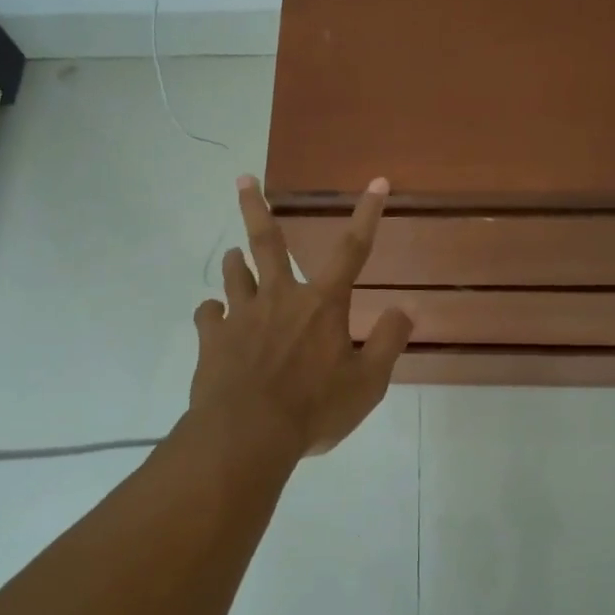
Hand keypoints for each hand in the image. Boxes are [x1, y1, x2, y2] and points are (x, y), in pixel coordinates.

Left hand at [188, 175, 412, 459]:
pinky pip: (208, 315)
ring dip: (235, 262)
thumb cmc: (314, 408)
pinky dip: (212, 312)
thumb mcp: (367, 383)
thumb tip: (406, 307)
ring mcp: (242, 316)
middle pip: (268, 242)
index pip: (353, 249)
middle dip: (256, 207)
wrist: (247, 435)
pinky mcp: (213, 338)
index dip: (368, 214)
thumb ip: (388, 341)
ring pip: (234, 275)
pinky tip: (214, 318)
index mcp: (322, 304)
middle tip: (242, 178)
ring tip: (234, 256)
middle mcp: (280, 297)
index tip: (377, 182)